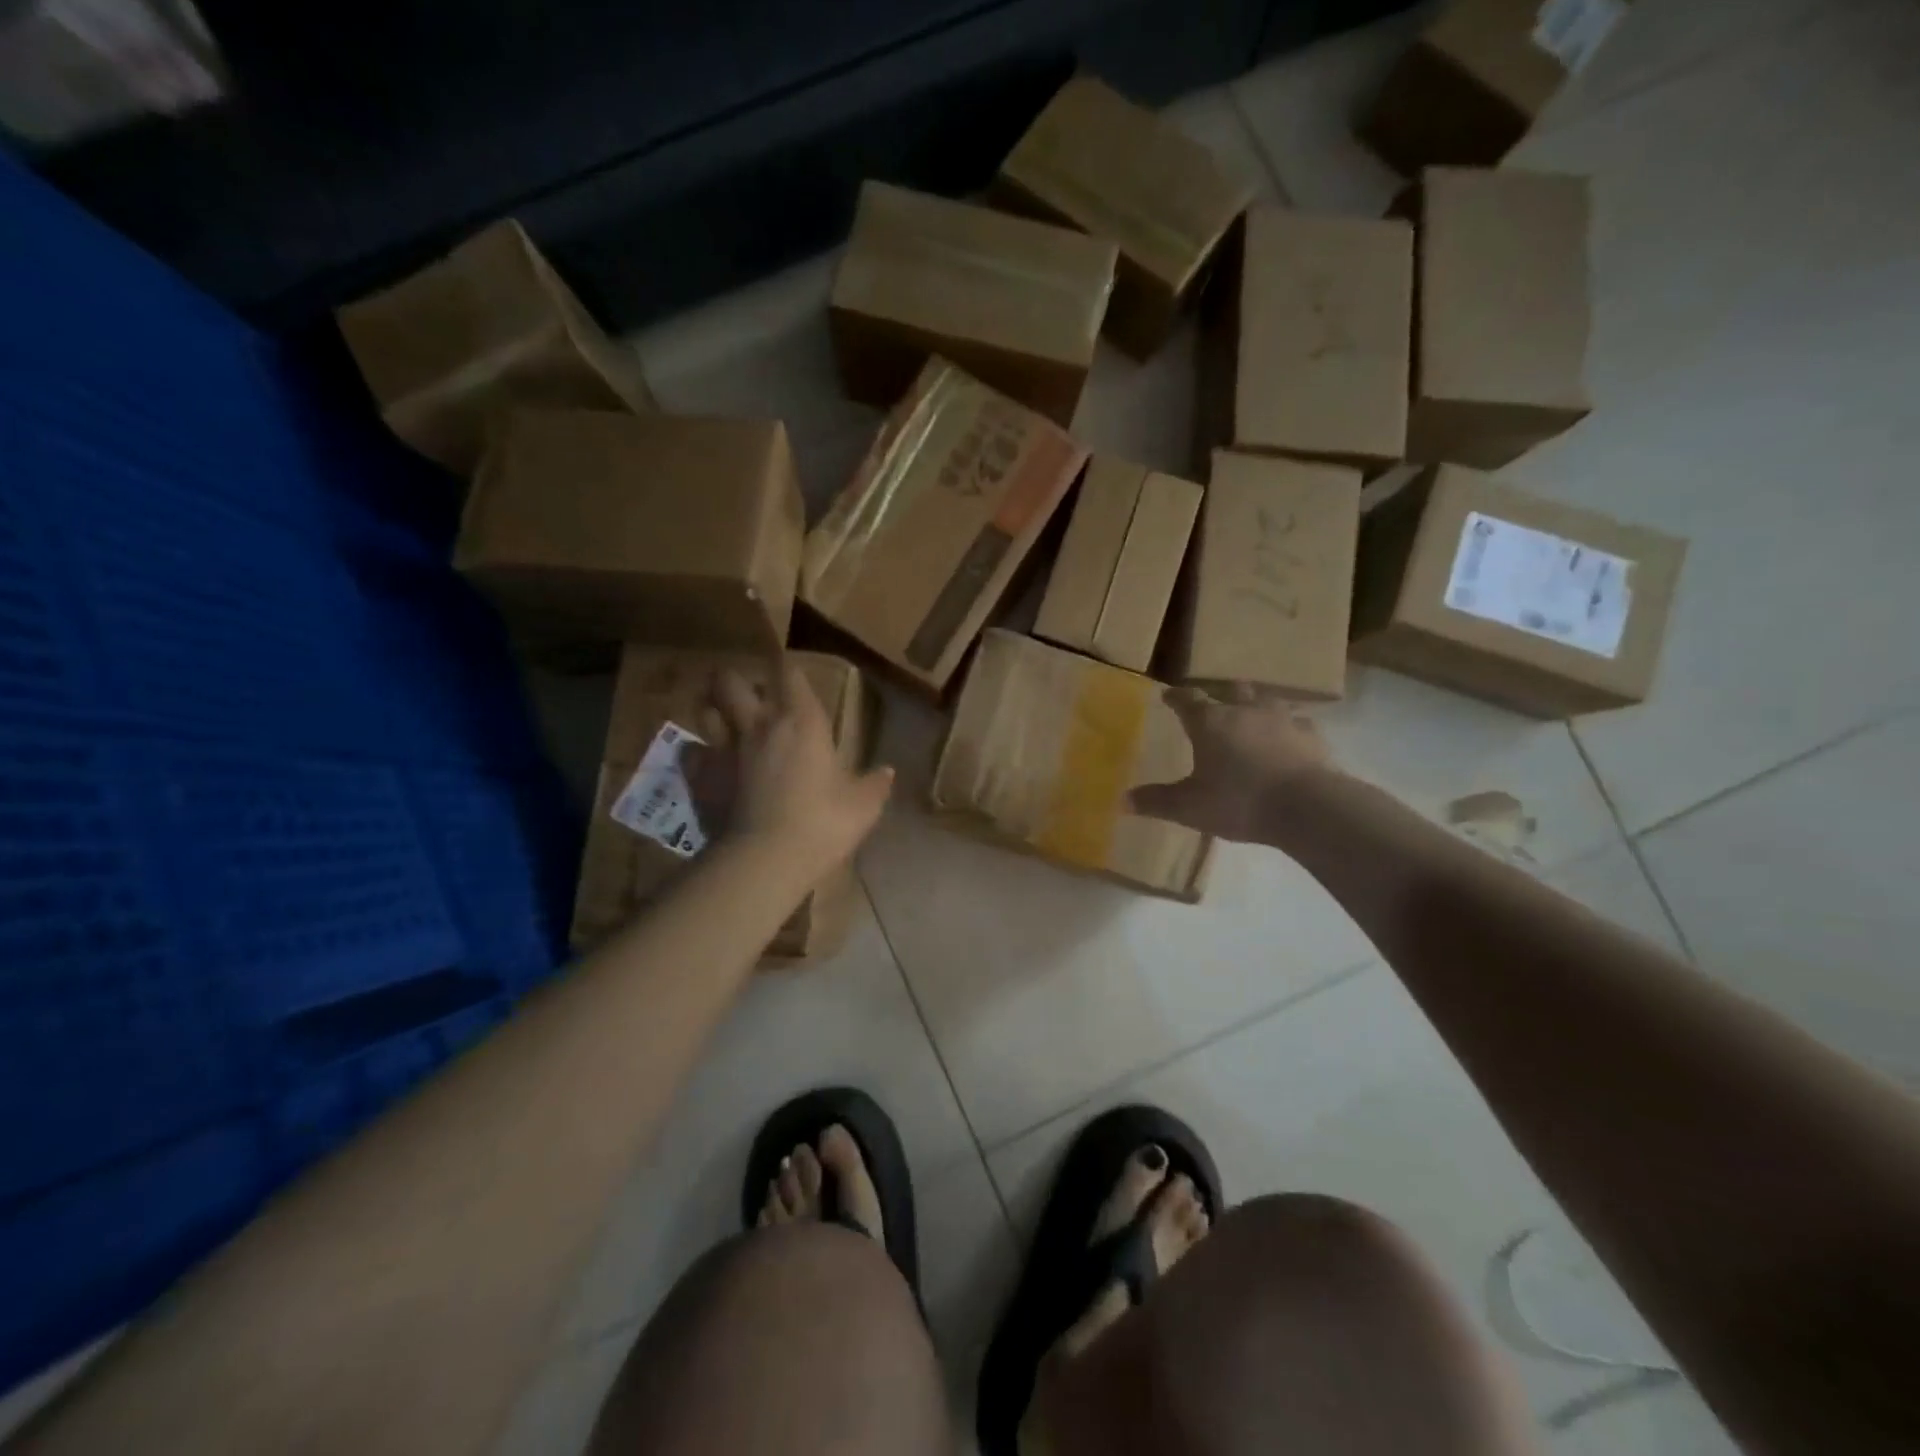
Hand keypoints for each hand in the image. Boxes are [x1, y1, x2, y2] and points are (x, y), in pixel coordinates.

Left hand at [709, 660, 893, 869]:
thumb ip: (874, 785)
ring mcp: (724, 750)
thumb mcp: (862, 807)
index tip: (791, 673)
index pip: (790, 674)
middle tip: (745, 693)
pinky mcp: (700, 778)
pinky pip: (691, 753)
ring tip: (722, 719)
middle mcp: (758, 725)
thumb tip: (887, 772)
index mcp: (802, 722)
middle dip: (734, 680)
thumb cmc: (822, 824)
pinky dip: (697, 753)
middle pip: (731, 681)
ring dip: (712, 709)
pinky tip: (706, 763)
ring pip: (705, 710)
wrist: (765, 860)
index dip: (788, 669)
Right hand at [1127, 688, 1332, 844]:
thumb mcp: (1189, 807)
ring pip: (1266, 700)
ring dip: (1255, 704)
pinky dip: (1288, 726)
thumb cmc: (1239, 801)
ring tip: (1251, 713)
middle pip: (1230, 691)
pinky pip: (1297, 722)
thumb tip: (1122, 801)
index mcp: (1210, 723)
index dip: (1176, 697)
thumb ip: (1157, 801)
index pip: (1187, 700)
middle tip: (1212, 701)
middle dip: (1219, 693)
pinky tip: (1288, 736)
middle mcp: (1245, 711)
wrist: (1306, 807)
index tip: (1168, 695)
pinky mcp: (1311, 736)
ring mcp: (1282, 720)